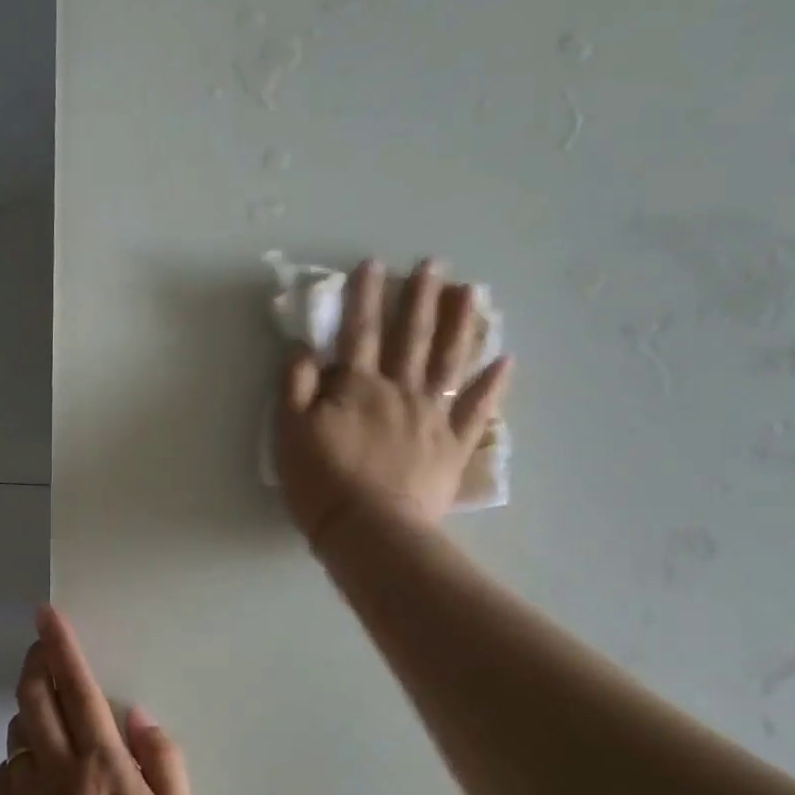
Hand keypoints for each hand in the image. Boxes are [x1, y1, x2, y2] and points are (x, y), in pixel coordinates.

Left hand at [0, 605, 198, 794]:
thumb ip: (163, 762)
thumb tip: (138, 717)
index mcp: (103, 765)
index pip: (77, 688)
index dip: (60, 645)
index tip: (44, 615)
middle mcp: (56, 772)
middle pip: (33, 698)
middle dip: (34, 664)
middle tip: (40, 649)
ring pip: (16, 735)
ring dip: (29, 715)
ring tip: (50, 724)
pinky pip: (5, 776)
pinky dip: (19, 762)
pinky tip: (37, 779)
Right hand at [273, 258, 511, 547]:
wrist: (368, 530)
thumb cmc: (322, 481)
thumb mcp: (289, 432)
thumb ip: (295, 386)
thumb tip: (304, 349)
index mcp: (358, 387)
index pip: (359, 332)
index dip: (364, 297)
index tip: (373, 265)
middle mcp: (400, 391)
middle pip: (411, 337)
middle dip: (420, 298)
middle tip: (434, 265)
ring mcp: (432, 417)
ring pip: (450, 361)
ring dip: (461, 324)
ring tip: (473, 293)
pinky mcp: (454, 446)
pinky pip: (477, 410)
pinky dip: (493, 384)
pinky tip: (506, 359)